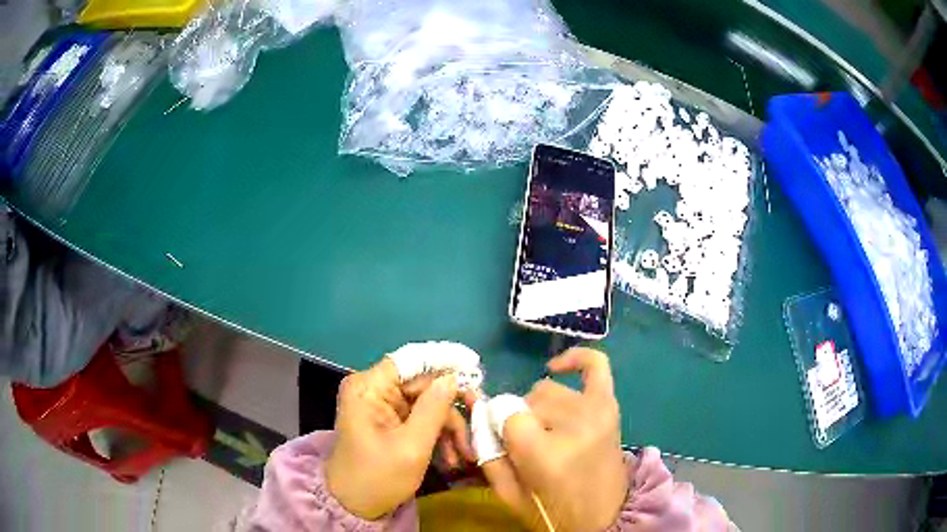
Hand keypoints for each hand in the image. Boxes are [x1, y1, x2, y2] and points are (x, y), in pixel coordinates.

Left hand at [325, 358, 471, 519]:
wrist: (354, 506)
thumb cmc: (378, 477)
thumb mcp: (411, 447)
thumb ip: (433, 410)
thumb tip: (452, 378)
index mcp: (369, 388)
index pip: (411, 361)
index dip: (443, 363)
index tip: (475, 372)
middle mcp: (373, 390)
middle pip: (423, 385)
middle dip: (451, 410)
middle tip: (477, 428)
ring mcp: (381, 407)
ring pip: (427, 404)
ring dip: (448, 429)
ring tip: (464, 456)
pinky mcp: (388, 422)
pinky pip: (420, 419)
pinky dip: (437, 436)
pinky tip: (450, 458)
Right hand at [483, 348, 627, 531]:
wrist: (603, 518)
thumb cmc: (552, 512)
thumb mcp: (508, 493)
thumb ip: (488, 453)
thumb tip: (480, 414)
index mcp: (545, 453)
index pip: (507, 415)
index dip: (500, 427)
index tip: (504, 442)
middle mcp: (573, 425)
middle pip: (527, 401)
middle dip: (520, 420)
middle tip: (528, 444)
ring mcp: (596, 411)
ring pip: (548, 390)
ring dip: (540, 407)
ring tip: (547, 430)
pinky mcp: (610, 406)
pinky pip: (595, 364)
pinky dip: (576, 358)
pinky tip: (556, 366)